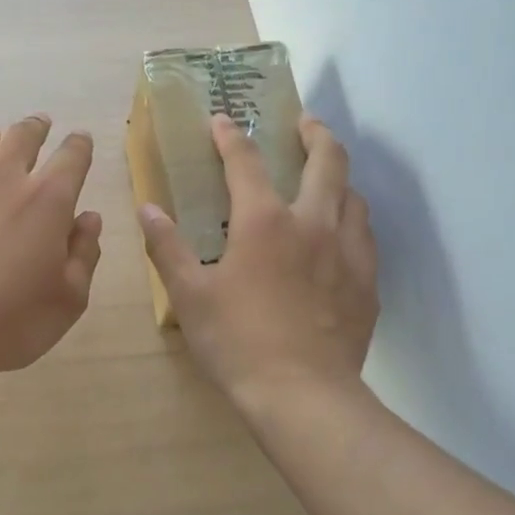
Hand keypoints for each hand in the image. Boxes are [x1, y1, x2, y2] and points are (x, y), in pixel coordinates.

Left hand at [0, 116, 102, 378]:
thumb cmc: (12, 319)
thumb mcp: (68, 298)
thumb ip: (84, 253)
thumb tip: (89, 218)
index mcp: (49, 199)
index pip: (72, 156)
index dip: (80, 146)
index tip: (82, 141)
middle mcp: (5, 179)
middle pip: (23, 137)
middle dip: (37, 127)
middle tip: (41, 124)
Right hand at [140, 114, 378, 406]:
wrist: (302, 395)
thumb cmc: (236, 342)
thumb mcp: (189, 295)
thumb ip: (166, 247)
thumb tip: (147, 208)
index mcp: (264, 222)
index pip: (246, 162)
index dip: (231, 136)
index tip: (222, 119)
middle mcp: (313, 224)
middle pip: (327, 161)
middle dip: (315, 133)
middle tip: (305, 122)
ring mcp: (348, 252)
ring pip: (353, 196)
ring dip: (338, 177)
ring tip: (325, 178)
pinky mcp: (367, 283)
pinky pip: (364, 236)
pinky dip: (351, 220)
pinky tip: (340, 236)